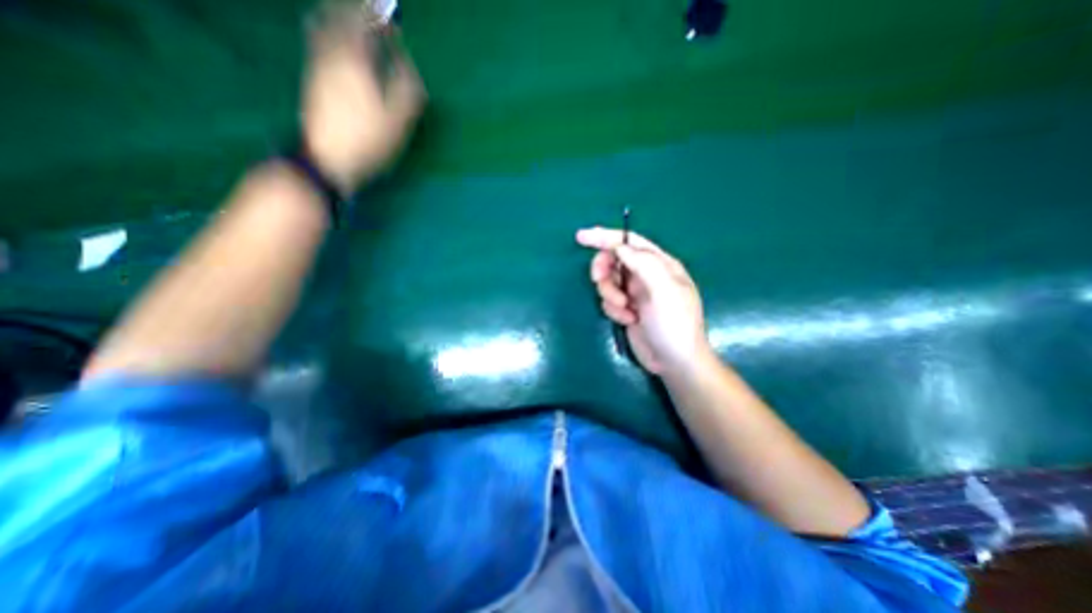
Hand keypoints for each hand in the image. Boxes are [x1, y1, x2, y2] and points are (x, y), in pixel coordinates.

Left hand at [307, 6, 431, 191]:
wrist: (330, 159)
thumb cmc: (369, 140)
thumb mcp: (398, 118)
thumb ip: (406, 87)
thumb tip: (407, 63)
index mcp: (354, 60)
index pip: (362, 21)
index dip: (376, 16)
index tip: (391, 20)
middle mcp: (330, 55)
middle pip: (336, 17)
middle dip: (354, 12)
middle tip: (370, 15)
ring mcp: (316, 67)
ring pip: (322, 28)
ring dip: (338, 20)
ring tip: (354, 25)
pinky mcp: (311, 81)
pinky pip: (316, 44)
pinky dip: (328, 36)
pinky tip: (338, 48)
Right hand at [575, 227, 713, 375]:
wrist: (674, 362)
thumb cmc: (674, 324)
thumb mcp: (664, 290)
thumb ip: (643, 264)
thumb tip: (620, 248)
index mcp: (659, 264)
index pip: (629, 241)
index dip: (605, 236)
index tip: (582, 237)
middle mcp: (646, 275)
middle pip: (613, 260)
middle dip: (603, 271)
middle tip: (599, 281)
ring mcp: (635, 292)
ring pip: (607, 282)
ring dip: (610, 295)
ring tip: (625, 311)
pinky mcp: (626, 309)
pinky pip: (608, 301)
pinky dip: (613, 310)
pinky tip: (629, 321)